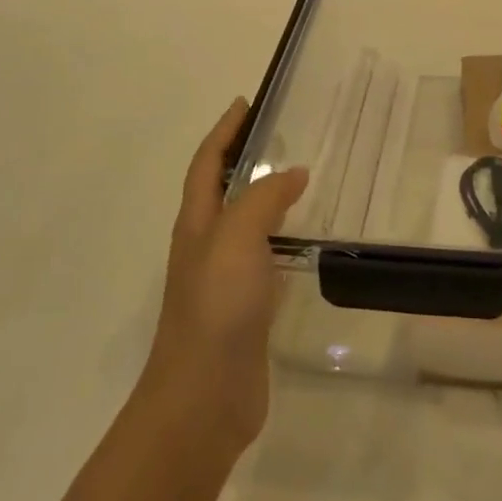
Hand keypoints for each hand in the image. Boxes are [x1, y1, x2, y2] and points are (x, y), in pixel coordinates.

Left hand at [138, 98, 308, 459]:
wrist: (204, 398)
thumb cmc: (216, 307)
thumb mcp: (237, 238)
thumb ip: (263, 199)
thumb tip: (292, 172)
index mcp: (197, 223)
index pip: (207, 163)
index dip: (224, 131)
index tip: (246, 103)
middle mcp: (206, 245)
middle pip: (221, 190)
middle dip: (244, 159)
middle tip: (283, 136)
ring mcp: (223, 279)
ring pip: (244, 224)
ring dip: (264, 197)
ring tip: (300, 180)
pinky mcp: (245, 308)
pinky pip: (263, 258)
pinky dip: (280, 238)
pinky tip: (304, 241)